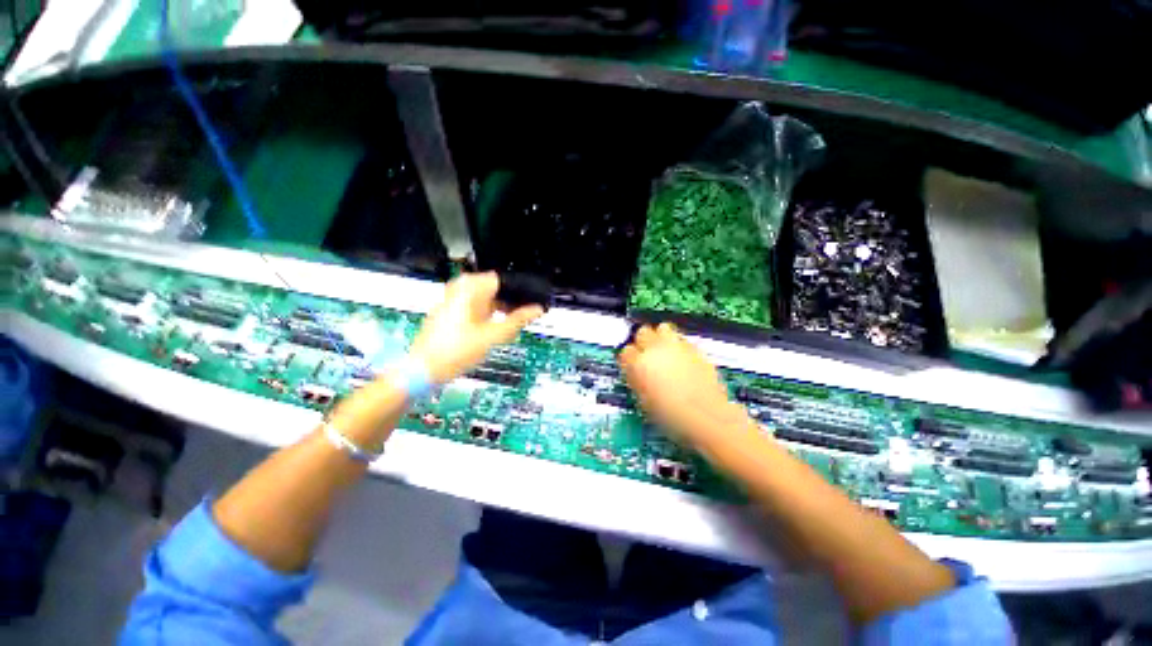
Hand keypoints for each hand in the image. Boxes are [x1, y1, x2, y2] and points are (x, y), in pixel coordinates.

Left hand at [410, 272, 544, 382]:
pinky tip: (494, 329)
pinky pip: (475, 306)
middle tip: (524, 315)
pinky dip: (487, 314)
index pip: (502, 280)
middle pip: (494, 288)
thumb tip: (537, 310)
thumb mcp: (493, 336)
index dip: (520, 291)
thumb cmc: (456, 351)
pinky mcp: (450, 311)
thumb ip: (517, 321)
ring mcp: (452, 300)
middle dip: (510, 301)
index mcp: (469, 289)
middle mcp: (459, 289)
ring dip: (500, 308)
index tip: (533, 302)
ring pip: (485, 298)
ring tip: (511, 324)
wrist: (422, 370)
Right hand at [618, 323, 741, 444]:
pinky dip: (678, 344)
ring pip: (663, 328)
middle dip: (643, 341)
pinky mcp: (694, 348)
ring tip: (664, 350)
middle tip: (647, 355)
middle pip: (642, 332)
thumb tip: (634, 372)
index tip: (632, 366)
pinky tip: (682, 359)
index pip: (625, 351)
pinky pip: (681, 338)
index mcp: (639, 363)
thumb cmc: (671, 415)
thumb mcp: (643, 401)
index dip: (628, 359)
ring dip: (660, 336)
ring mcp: (676, 345)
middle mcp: (656, 349)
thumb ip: (636, 380)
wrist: (706, 416)